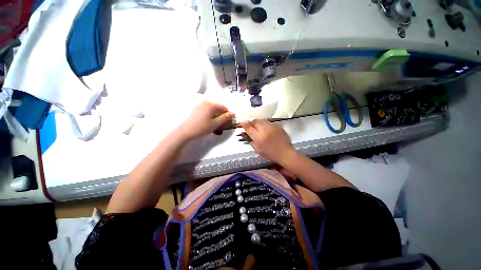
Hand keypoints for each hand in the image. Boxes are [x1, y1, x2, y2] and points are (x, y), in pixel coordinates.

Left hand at [176, 101, 234, 139]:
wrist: (185, 131)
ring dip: (216, 116)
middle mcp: (206, 102)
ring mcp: (200, 105)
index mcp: (212, 104)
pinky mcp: (196, 109)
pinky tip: (208, 123)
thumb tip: (233, 113)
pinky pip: (207, 111)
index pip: (224, 107)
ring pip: (213, 110)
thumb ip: (225, 118)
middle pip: (218, 108)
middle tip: (220, 125)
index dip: (227, 115)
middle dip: (221, 115)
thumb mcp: (215, 124)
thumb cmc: (202, 127)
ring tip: (214, 125)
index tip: (226, 123)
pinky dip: (210, 116)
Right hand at [241, 120, 294, 164]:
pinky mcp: (278, 126)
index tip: (242, 121)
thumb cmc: (270, 154)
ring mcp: (272, 127)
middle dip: (252, 121)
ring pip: (263, 121)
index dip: (244, 124)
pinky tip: (267, 128)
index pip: (249, 128)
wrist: (285, 153)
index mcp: (258, 137)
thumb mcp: (258, 150)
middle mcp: (264, 130)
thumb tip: (248, 136)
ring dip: (259, 122)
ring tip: (259, 125)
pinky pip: (270, 123)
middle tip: (251, 123)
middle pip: (256, 122)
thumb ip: (252, 142)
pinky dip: (266, 125)